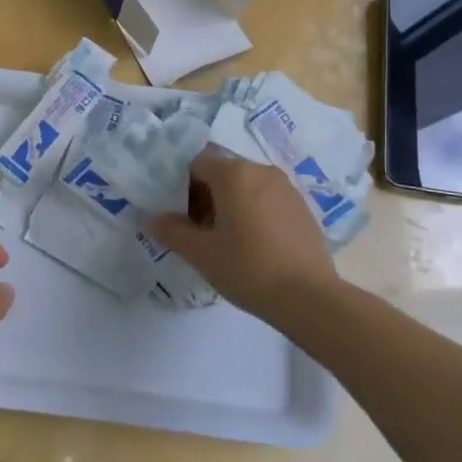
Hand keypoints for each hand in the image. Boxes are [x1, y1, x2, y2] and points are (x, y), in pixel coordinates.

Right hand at [147, 151, 339, 318]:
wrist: (309, 298)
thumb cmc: (248, 268)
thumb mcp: (200, 253)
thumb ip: (172, 231)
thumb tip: (152, 218)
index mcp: (235, 174)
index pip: (197, 163)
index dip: (183, 186)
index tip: (182, 216)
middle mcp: (262, 171)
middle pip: (223, 172)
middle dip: (206, 195)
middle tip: (199, 231)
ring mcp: (286, 188)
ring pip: (247, 186)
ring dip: (230, 204)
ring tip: (226, 240)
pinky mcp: (302, 208)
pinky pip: (267, 199)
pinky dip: (253, 213)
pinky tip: (253, 245)